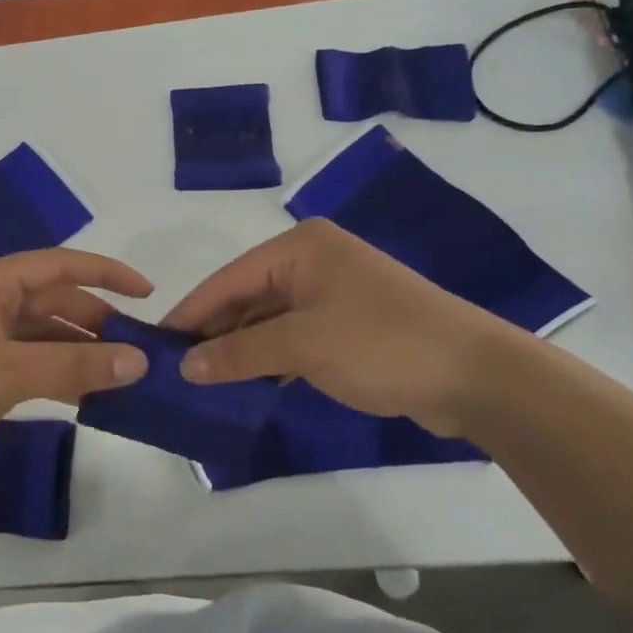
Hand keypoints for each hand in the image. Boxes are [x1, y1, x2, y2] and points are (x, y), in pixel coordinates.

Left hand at [0, 249, 151, 487]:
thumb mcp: (8, 373)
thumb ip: (74, 364)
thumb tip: (139, 361)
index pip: (59, 265)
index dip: (106, 273)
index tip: (148, 293)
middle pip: (51, 300)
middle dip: (95, 320)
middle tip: (138, 350)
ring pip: (39, 333)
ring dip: (76, 349)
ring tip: (119, 374)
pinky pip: (23, 359)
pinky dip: (52, 371)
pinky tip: (81, 393)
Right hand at [163, 219, 528, 437]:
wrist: (477, 377)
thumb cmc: (382, 344)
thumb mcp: (302, 346)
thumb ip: (239, 353)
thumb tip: (185, 367)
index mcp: (299, 248)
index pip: (227, 279)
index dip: (190, 314)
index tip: (154, 344)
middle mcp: (312, 261)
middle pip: (245, 298)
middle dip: (213, 333)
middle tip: (174, 370)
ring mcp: (331, 293)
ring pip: (267, 320)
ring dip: (239, 349)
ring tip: (201, 382)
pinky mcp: (347, 325)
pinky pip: (291, 337)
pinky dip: (268, 359)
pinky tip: (245, 383)